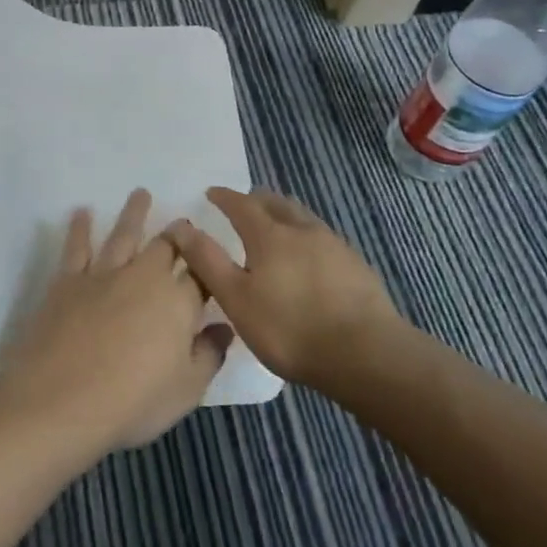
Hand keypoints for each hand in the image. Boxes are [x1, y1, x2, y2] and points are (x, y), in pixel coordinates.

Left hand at [0, 189, 231, 463]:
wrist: (61, 401)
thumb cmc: (132, 402)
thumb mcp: (185, 391)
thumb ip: (209, 356)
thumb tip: (225, 328)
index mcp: (178, 302)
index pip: (201, 276)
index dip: (208, 265)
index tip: (213, 255)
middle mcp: (144, 277)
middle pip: (166, 247)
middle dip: (178, 233)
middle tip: (182, 222)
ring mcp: (104, 274)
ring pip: (124, 234)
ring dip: (134, 213)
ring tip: (140, 193)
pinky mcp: (68, 280)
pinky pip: (77, 247)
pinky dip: (80, 227)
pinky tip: (82, 212)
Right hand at [164, 187, 397, 389]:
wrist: (365, 353)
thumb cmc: (289, 328)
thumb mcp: (236, 299)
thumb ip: (207, 261)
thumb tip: (181, 227)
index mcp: (270, 234)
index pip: (242, 204)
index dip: (225, 197)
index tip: (212, 193)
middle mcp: (302, 229)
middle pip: (277, 203)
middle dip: (257, 200)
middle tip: (244, 205)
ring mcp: (334, 245)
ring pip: (303, 218)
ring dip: (284, 215)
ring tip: (276, 226)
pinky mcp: (356, 265)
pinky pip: (323, 238)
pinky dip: (306, 237)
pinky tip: (309, 257)